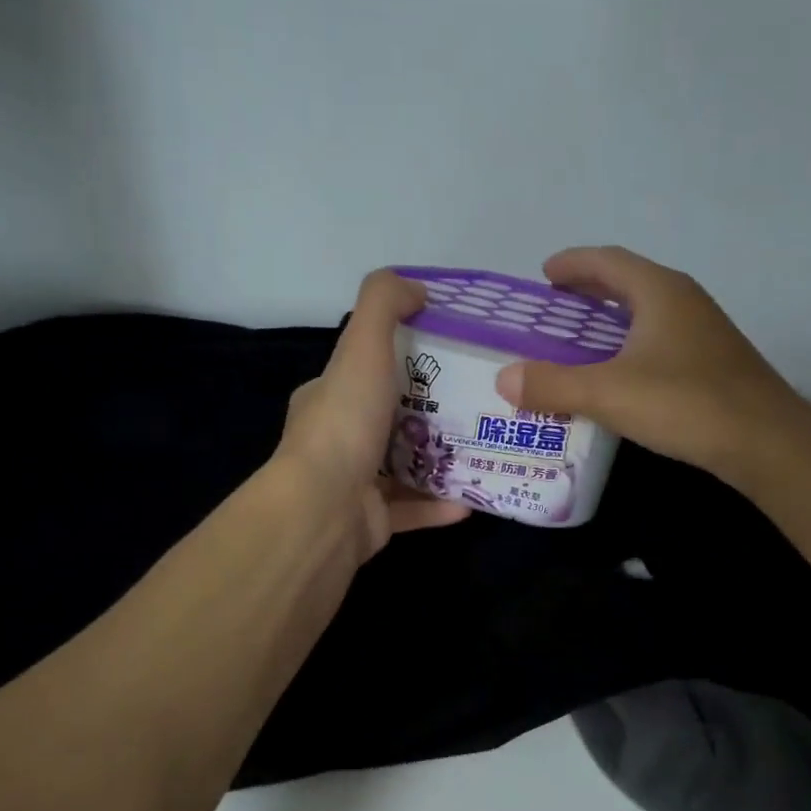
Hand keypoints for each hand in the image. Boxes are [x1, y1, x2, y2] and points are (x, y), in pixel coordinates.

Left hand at [275, 269, 468, 560]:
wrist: (325, 509)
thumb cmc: (345, 424)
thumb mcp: (361, 347)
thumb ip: (384, 305)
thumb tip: (417, 288)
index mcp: (329, 399)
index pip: (366, 371)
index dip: (404, 361)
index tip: (450, 358)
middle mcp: (339, 441)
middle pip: (392, 421)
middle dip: (432, 414)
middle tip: (479, 405)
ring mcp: (354, 485)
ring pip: (405, 469)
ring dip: (441, 462)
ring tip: (484, 450)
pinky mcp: (373, 523)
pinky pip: (413, 511)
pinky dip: (441, 505)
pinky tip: (474, 499)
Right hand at [494, 247, 802, 479]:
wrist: (764, 441)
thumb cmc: (684, 403)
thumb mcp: (608, 393)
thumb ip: (552, 385)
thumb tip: (504, 379)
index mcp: (659, 291)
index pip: (608, 261)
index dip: (573, 264)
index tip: (544, 274)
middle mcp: (684, 301)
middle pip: (629, 283)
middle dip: (590, 290)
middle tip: (555, 307)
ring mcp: (704, 332)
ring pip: (647, 313)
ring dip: (612, 320)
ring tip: (581, 341)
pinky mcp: (714, 363)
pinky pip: (661, 340)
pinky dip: (632, 346)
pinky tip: (622, 376)